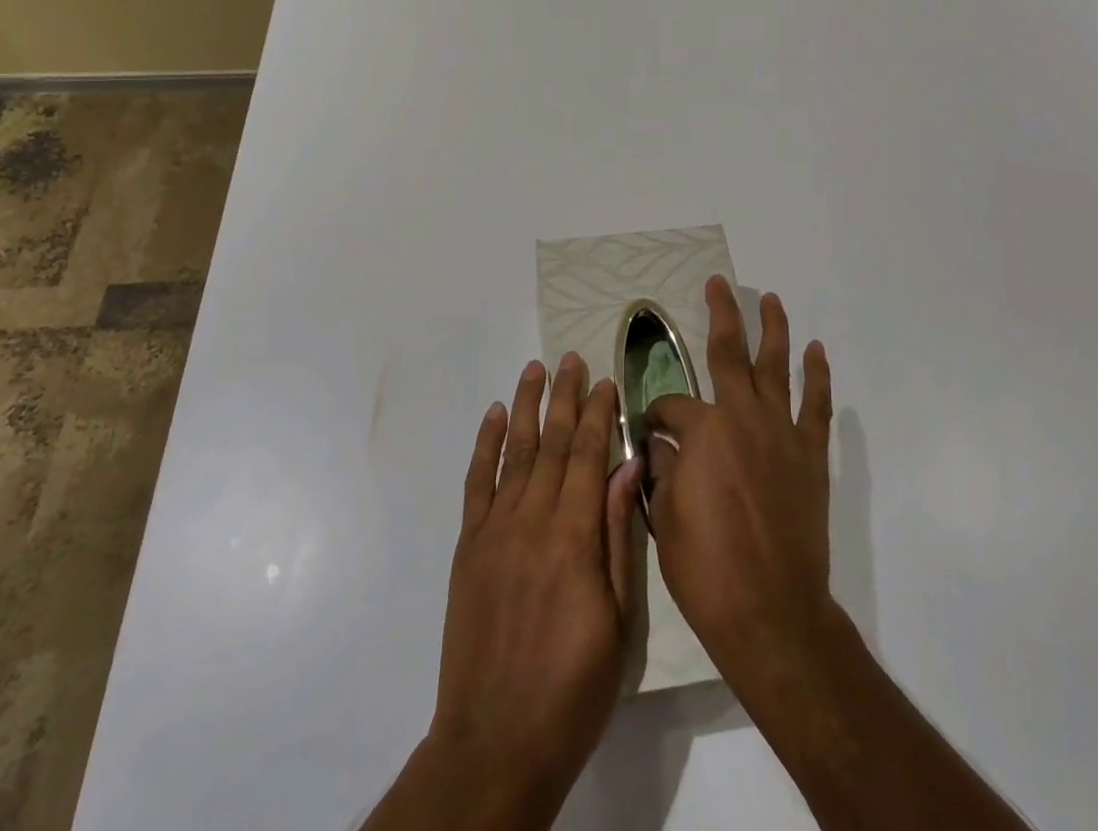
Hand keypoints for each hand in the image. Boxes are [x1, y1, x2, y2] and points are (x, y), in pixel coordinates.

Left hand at [418, 354, 642, 827]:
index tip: (606, 380)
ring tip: (535, 368)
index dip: (598, 415)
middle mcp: (532, 520)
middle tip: (572, 359)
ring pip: (515, 452)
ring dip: (527, 406)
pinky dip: (486, 444)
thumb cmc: (573, 686)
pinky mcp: (468, 545)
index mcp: (573, 537)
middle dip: (565, 397)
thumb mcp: (617, 619)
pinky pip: (477, 482)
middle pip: (552, 444)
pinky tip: (496, 415)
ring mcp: (495, 529)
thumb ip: (618, 536)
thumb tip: (628, 467)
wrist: (497, 739)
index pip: (588, 456)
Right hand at [645, 276, 834, 701]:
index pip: (671, 405)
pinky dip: (817, 376)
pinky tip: (816, 352)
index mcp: (702, 430)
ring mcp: (781, 432)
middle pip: (729, 353)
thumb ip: (662, 469)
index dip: (656, 414)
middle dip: (721, 313)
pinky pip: (816, 405)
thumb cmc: (706, 568)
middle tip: (717, 284)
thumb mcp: (664, 517)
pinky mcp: (810, 455)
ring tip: (770, 298)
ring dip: (773, 329)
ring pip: (776, 366)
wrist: (772, 612)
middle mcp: (742, 416)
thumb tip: (662, 445)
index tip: (650, 431)